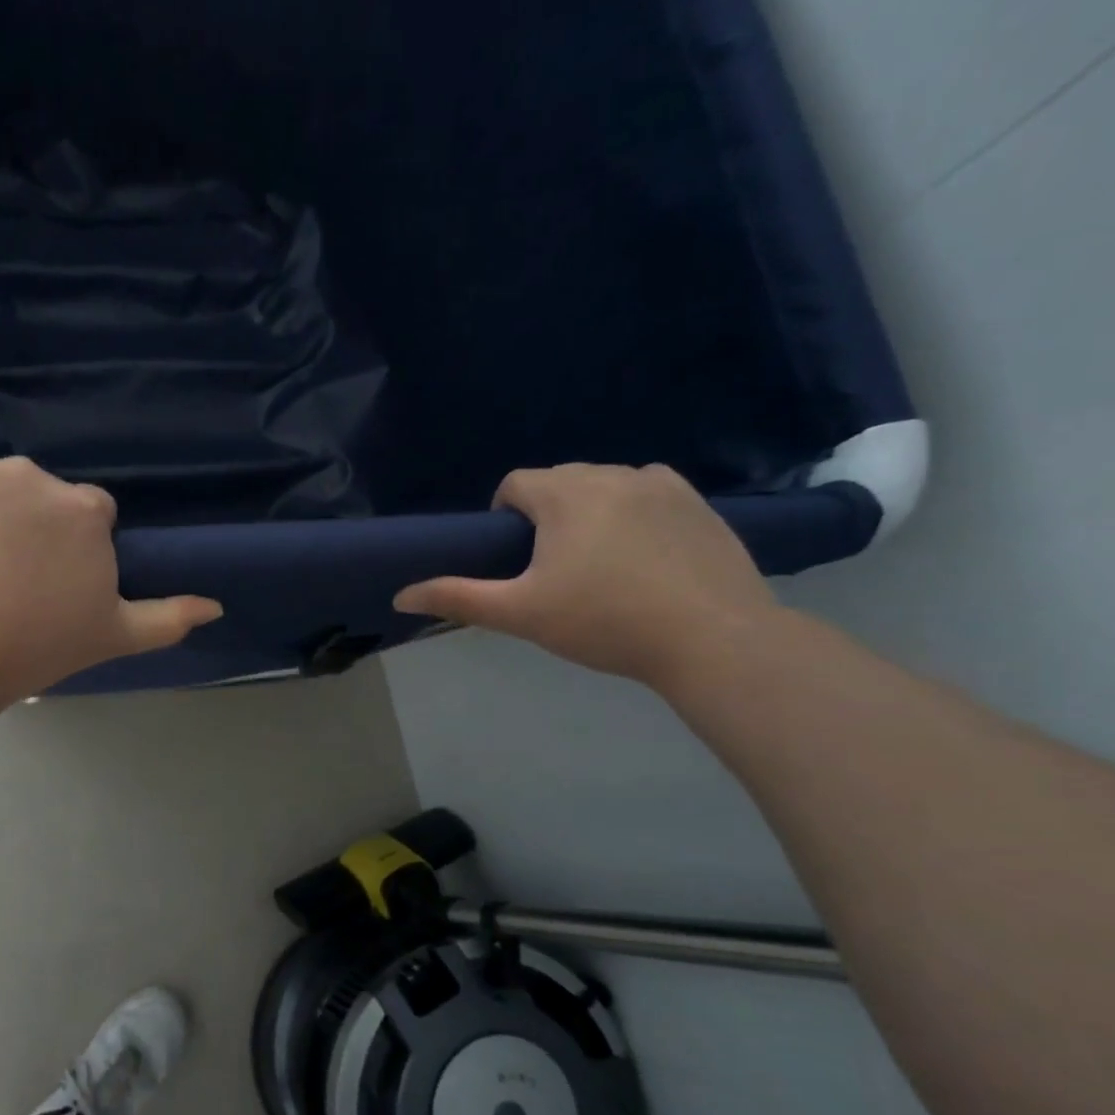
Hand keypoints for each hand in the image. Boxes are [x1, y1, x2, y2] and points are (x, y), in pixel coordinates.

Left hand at [0, 455, 221, 702]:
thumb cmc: (31, 648)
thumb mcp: (111, 637)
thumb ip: (167, 618)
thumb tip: (216, 606)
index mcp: (82, 509)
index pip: (87, 516)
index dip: (71, 551)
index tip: (49, 585)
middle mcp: (29, 474)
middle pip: (34, 497)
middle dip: (25, 529)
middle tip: (2, 583)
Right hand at [393, 464, 778, 686]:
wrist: (713, 640)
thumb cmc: (604, 623)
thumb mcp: (521, 614)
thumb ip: (458, 598)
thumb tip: (401, 595)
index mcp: (566, 494)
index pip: (516, 483)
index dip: (503, 515)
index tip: (512, 557)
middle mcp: (613, 474)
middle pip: (560, 481)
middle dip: (546, 514)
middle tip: (552, 569)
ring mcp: (663, 485)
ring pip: (605, 486)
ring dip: (590, 512)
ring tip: (599, 565)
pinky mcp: (700, 504)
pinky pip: (650, 495)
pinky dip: (634, 514)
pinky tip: (644, 558)